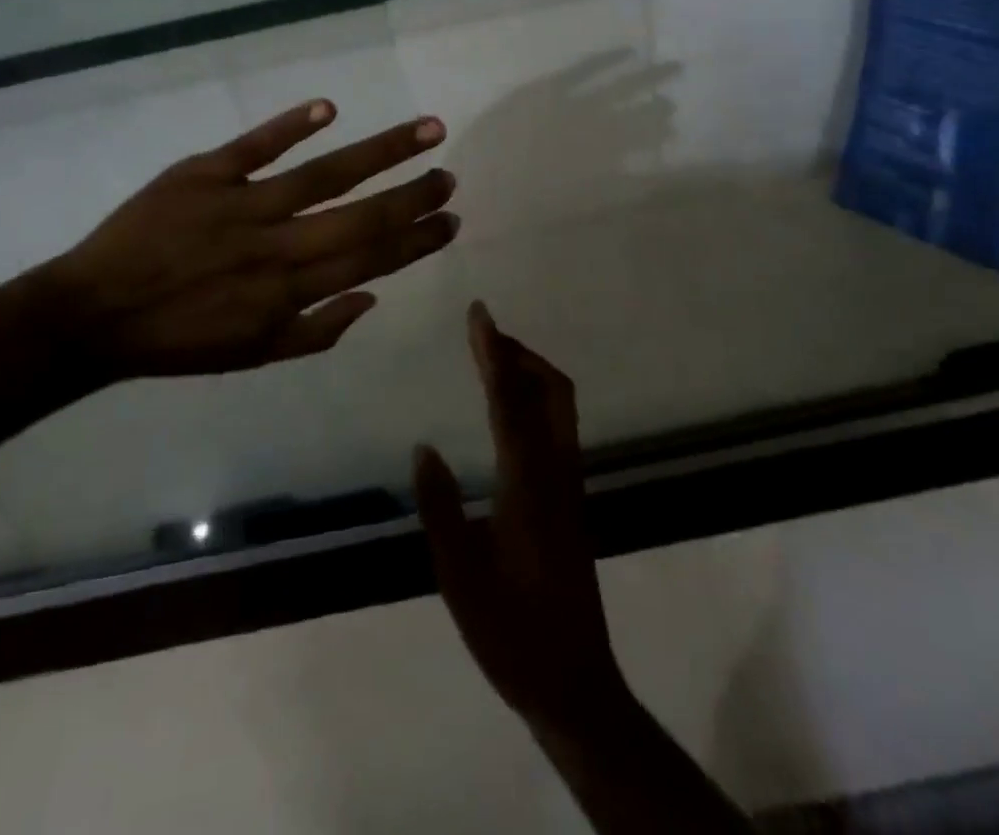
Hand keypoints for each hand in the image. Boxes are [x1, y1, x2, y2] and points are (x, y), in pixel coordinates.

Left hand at [41, 100, 458, 378]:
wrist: (93, 316)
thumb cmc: (179, 341)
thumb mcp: (254, 356)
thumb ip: (318, 331)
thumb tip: (373, 297)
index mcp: (289, 292)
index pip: (370, 260)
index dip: (416, 239)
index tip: (450, 219)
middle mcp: (277, 245)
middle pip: (360, 215)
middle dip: (413, 195)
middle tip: (449, 173)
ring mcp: (241, 204)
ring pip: (323, 174)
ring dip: (379, 151)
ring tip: (425, 130)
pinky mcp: (204, 174)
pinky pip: (255, 146)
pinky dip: (291, 125)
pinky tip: (330, 108)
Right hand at [414, 303, 625, 735]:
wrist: (575, 685)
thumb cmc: (511, 634)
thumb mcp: (460, 577)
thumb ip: (440, 508)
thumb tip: (423, 447)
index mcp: (528, 485)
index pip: (509, 401)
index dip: (493, 352)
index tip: (479, 313)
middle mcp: (557, 473)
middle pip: (552, 391)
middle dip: (521, 352)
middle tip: (484, 334)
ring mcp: (570, 486)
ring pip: (560, 408)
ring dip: (531, 373)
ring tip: (493, 361)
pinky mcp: (571, 500)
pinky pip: (557, 428)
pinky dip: (535, 399)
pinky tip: (509, 413)